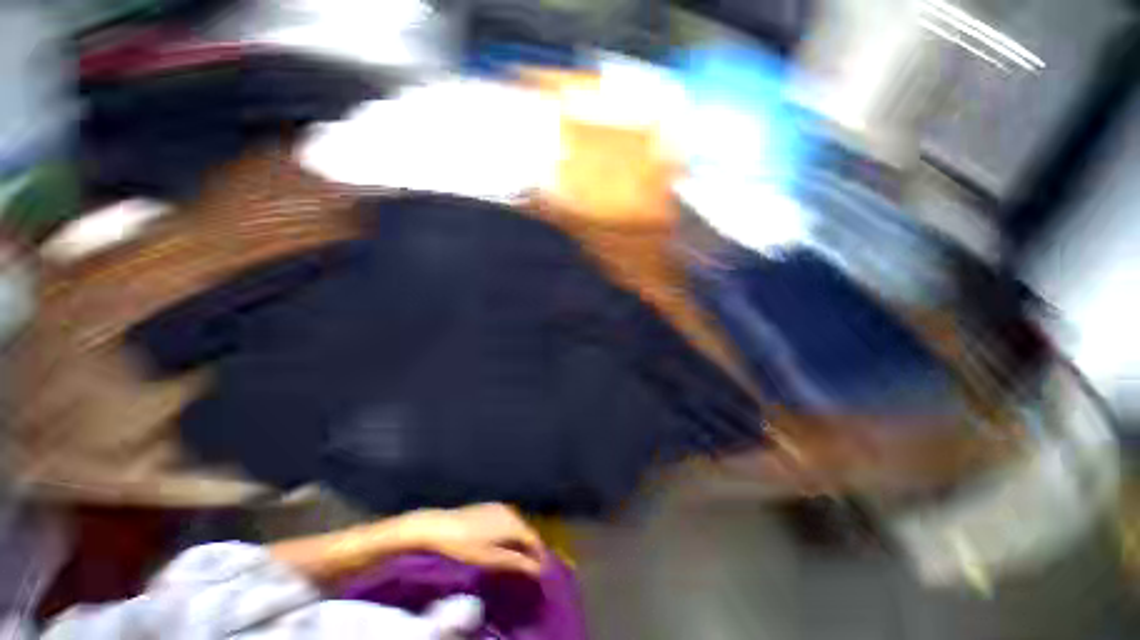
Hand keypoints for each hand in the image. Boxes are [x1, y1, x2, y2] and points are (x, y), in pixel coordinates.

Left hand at [395, 503, 543, 575]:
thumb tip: (537, 569)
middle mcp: (510, 511)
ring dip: (519, 539)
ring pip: (516, 524)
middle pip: (526, 530)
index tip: (539, 569)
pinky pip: (507, 519)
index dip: (538, 553)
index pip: (533, 538)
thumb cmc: (465, 546)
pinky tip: (502, 542)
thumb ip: (515, 562)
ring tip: (516, 557)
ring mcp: (499, 506)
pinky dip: (509, 532)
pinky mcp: (490, 506)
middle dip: (529, 547)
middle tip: (528, 566)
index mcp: (512, 523)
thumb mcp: (490, 558)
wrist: (440, 526)